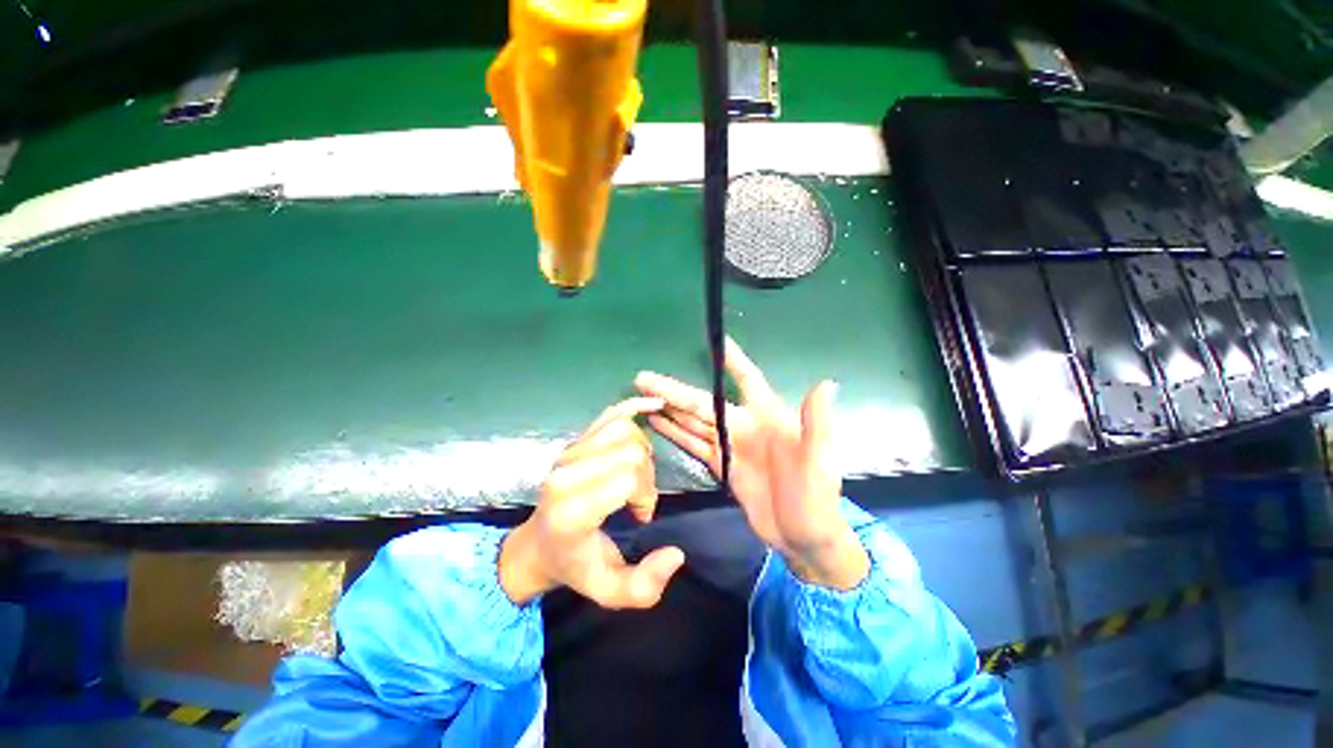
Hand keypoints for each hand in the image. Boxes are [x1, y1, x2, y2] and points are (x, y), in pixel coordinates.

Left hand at [499, 397, 685, 608]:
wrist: (537, 545)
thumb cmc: (574, 566)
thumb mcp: (609, 590)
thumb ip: (645, 586)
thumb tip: (676, 553)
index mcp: (572, 509)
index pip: (627, 478)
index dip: (646, 495)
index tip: (641, 515)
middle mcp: (566, 473)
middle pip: (631, 452)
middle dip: (647, 477)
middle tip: (638, 500)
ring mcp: (568, 452)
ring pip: (625, 430)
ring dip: (641, 451)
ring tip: (635, 474)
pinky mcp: (575, 440)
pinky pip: (610, 414)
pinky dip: (635, 406)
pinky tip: (654, 405)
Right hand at [635, 338, 868, 589]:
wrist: (806, 539)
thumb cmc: (817, 498)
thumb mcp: (820, 462)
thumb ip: (817, 423)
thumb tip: (827, 382)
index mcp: (767, 417)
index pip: (747, 380)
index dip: (733, 361)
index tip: (717, 340)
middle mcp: (744, 425)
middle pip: (702, 402)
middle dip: (673, 389)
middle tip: (642, 379)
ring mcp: (730, 446)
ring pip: (693, 421)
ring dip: (669, 408)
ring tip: (642, 396)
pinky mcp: (721, 465)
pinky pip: (693, 444)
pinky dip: (675, 433)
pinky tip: (658, 422)